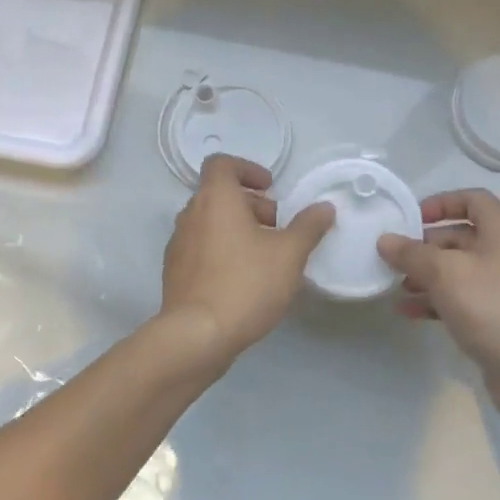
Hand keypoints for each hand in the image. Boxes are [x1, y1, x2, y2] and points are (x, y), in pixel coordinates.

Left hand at [160, 155, 334, 368]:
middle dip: (250, 205)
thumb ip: (308, 227)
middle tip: (277, 227)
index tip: (270, 189)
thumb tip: (324, 207)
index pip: (222, 164)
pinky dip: (221, 250)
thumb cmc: (246, 283)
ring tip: (264, 255)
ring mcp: (178, 244)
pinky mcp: (175, 272)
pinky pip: (200, 248)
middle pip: (219, 194)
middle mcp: (190, 214)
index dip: (247, 169)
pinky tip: (243, 278)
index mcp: (215, 198)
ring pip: (210, 222)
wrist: (197, 335)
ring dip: (236, 228)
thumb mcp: (289, 254)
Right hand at [377, 190, 499, 426]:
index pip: (474, 200)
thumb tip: (385, 240)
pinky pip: (460, 299)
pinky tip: (408, 312)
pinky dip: (435, 300)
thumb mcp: (444, 273)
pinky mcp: (496, 319)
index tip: (413, 218)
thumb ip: (412, 253)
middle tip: (396, 256)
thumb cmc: (491, 307)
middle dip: (426, 244)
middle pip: (461, 236)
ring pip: (458, 270)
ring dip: (426, 275)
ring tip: (397, 286)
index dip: (442, 202)